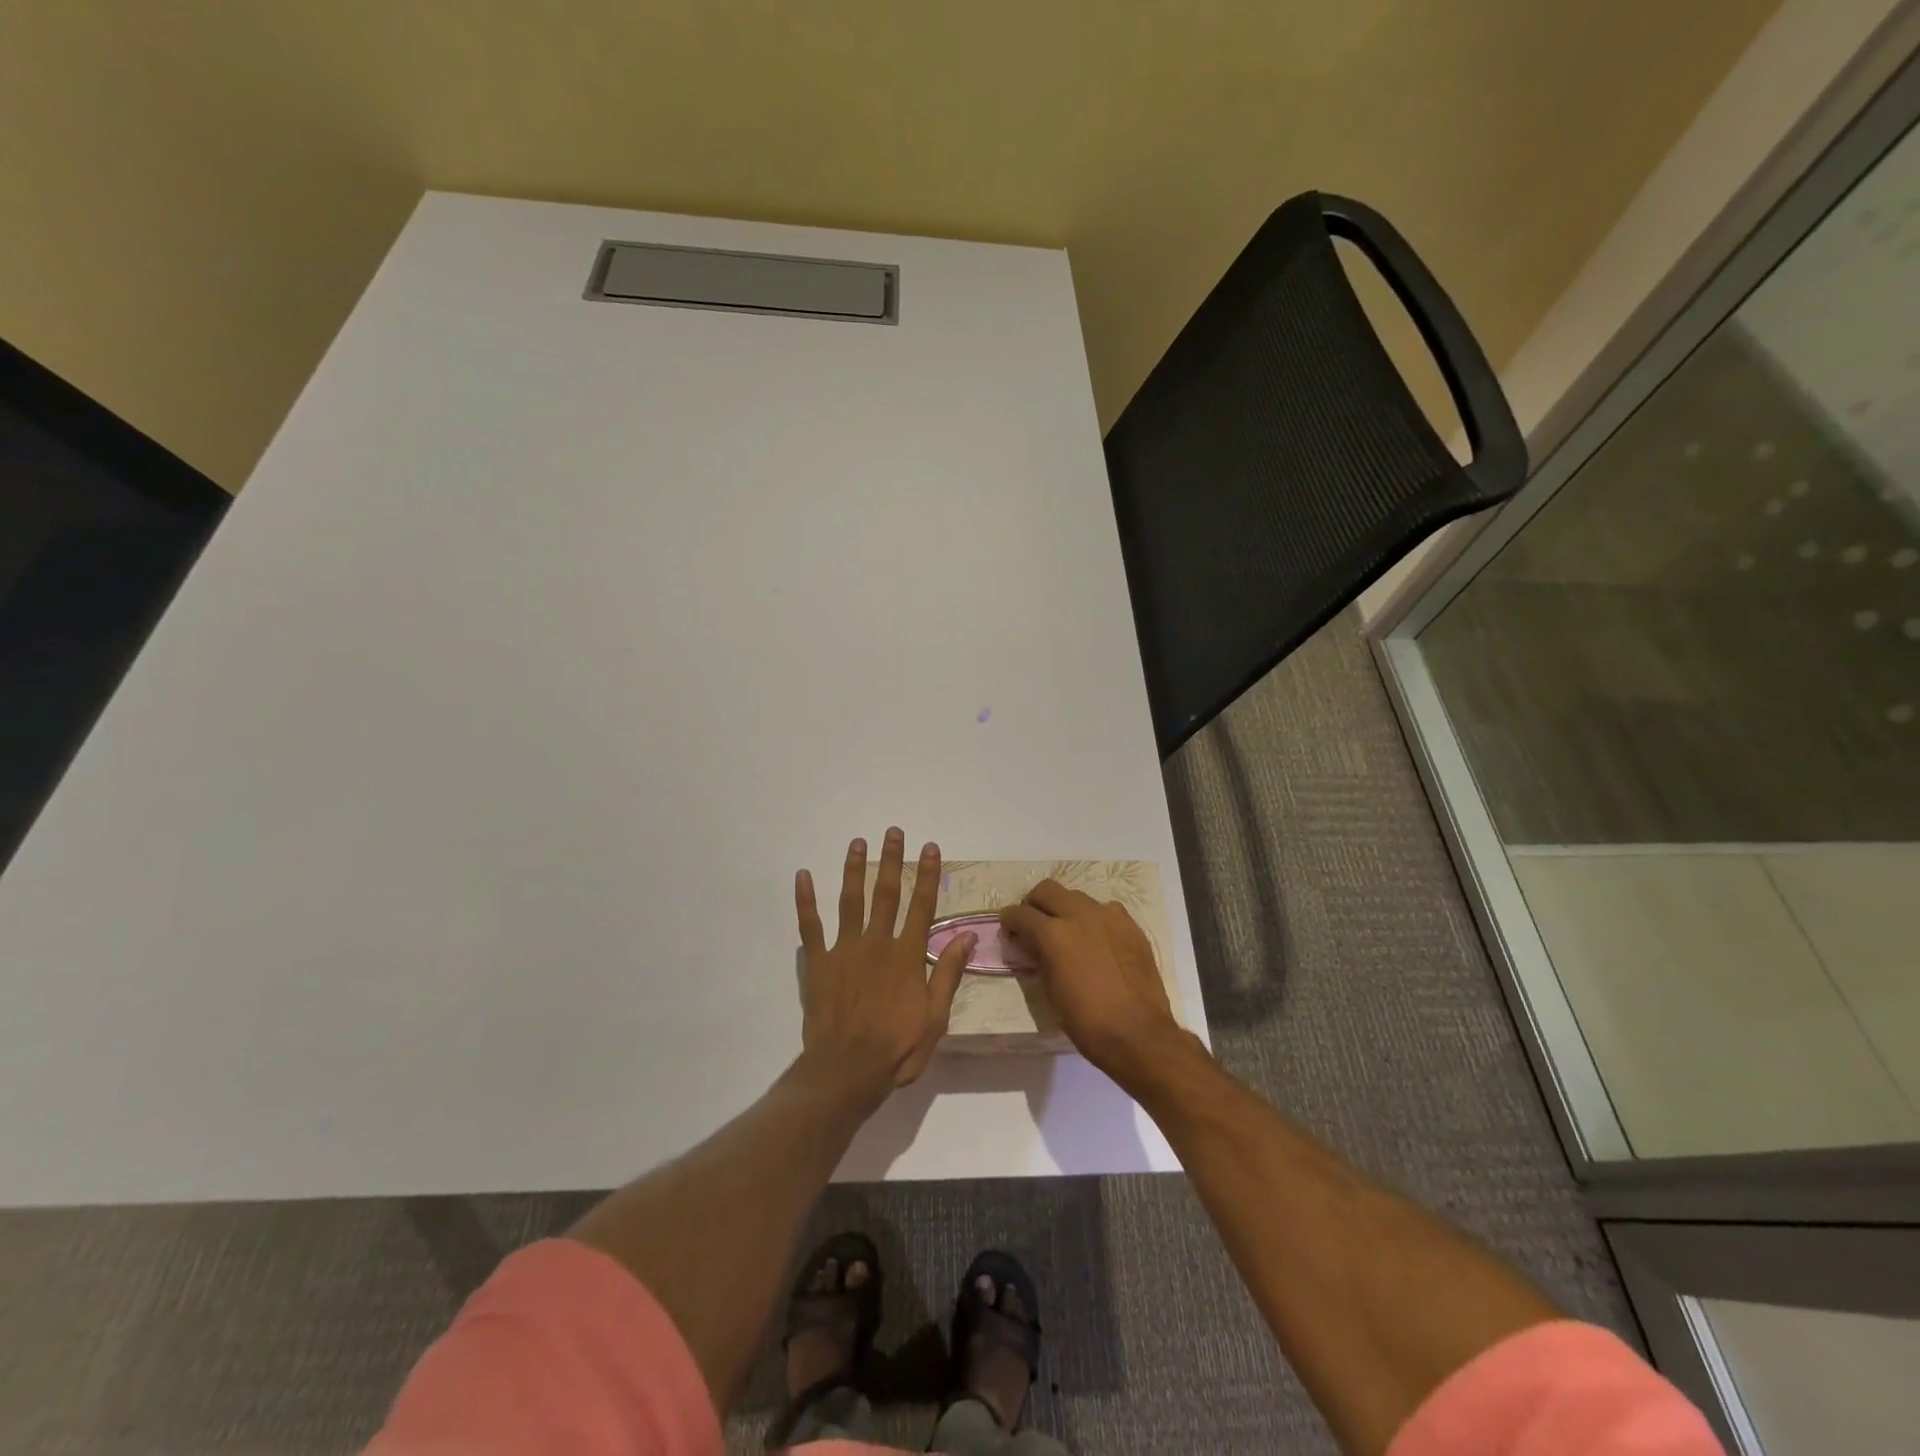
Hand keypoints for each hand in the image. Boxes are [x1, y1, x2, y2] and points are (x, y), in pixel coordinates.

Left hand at [795, 829, 975, 1100]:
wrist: (847, 1070)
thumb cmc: (897, 1047)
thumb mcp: (936, 1016)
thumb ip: (948, 973)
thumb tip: (967, 935)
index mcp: (907, 955)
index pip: (921, 906)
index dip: (927, 875)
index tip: (929, 847)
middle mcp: (877, 943)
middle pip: (886, 893)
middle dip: (892, 860)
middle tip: (892, 832)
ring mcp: (845, 950)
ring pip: (850, 900)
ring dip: (854, 869)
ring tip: (857, 843)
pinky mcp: (818, 962)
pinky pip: (810, 926)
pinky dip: (805, 900)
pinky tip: (803, 876)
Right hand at [999, 879, 1186, 1086]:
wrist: (1138, 1034)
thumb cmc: (1086, 1021)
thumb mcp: (1050, 991)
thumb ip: (1038, 958)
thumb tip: (1029, 943)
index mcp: (1053, 934)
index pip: (1020, 913)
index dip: (1010, 921)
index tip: (1009, 930)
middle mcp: (1079, 914)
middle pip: (1047, 890)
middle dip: (1034, 904)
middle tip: (1034, 924)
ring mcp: (1108, 916)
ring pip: (1077, 896)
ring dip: (1065, 909)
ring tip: (1067, 933)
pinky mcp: (1130, 925)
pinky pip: (1105, 910)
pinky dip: (1093, 919)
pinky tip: (1097, 941)